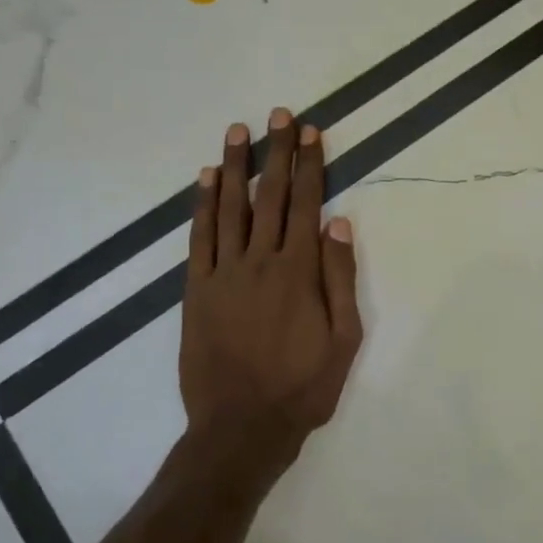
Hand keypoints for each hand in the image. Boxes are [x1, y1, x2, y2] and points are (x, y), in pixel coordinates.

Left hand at [180, 110, 363, 486]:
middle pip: (271, 196)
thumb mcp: (344, 339)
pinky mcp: (197, 289)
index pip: (307, 204)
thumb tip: (340, 224)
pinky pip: (200, 238)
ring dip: (235, 167)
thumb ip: (341, 279)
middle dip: (276, 153)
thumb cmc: (303, 387)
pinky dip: (202, 205)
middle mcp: (261, 261)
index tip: (310, 132)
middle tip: (278, 114)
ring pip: (230, 208)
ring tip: (238, 131)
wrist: (241, 427)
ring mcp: (224, 273)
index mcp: (300, 271)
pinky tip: (205, 179)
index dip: (309, 165)